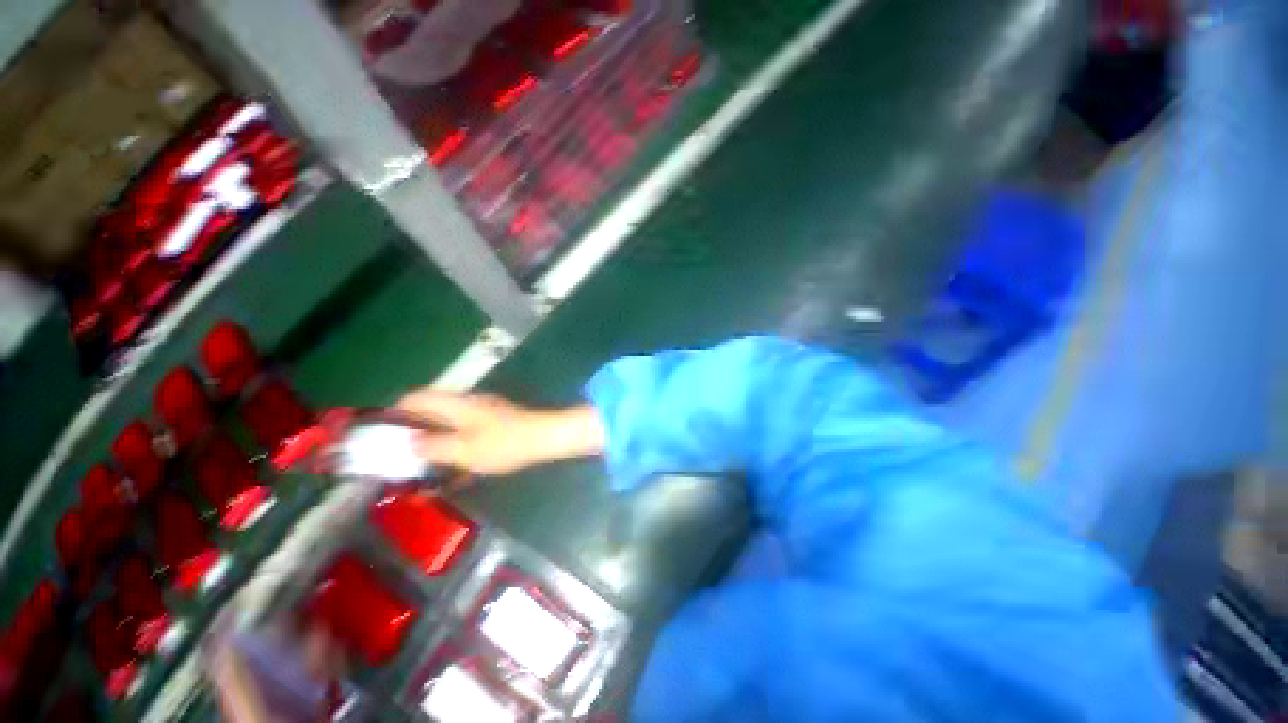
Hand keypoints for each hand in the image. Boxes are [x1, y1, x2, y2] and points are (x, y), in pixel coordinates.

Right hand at [395, 389, 605, 476]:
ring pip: (447, 419)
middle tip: (400, 452)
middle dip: (412, 428)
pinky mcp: (493, 419)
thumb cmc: (504, 444)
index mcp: (455, 403)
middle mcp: (466, 401)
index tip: (382, 434)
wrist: (544, 437)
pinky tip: (452, 459)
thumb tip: (409, 442)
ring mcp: (482, 409)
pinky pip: (464, 427)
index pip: (416, 397)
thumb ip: (433, 446)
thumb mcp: (464, 450)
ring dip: (433, 435)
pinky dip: (453, 439)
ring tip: (422, 459)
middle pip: (430, 408)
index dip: (395, 412)